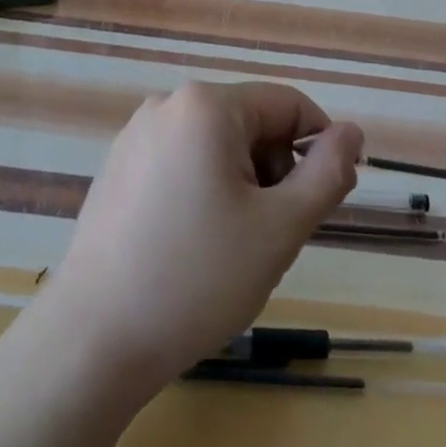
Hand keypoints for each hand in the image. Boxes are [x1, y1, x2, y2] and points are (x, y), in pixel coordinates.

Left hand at [43, 82, 363, 396]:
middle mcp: (167, 106)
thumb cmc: (198, 279)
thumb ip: (328, 173)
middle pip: (251, 124)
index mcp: (206, 106)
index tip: (325, 202)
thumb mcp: (281, 227)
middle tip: (271, 235)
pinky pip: (183, 164)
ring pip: (218, 147)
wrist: (93, 341)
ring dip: (243, 186)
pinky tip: (193, 246)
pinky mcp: (117, 170)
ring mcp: (135, 137)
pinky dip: (205, 193)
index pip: (289, 105)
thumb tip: (352, 133)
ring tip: (231, 247)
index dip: (320, 148)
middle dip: (275, 171)